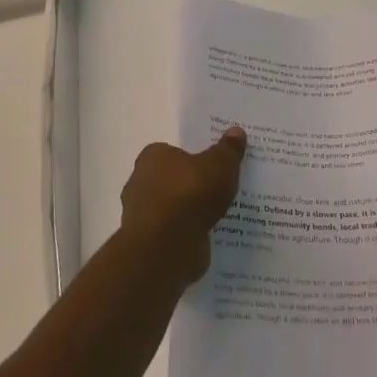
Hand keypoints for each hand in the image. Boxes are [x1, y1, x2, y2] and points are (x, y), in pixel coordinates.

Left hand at [118, 127, 246, 282]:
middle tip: (217, 189)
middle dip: (190, 185)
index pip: (171, 152)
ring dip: (188, 212)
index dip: (192, 158)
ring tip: (217, 215)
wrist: (168, 245)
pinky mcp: (149, 242)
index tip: (212, 166)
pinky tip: (207, 235)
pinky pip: (173, 232)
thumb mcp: (220, 165)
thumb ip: (228, 149)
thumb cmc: (190, 193)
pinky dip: (186, 233)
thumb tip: (236, 131)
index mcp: (152, 157)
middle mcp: (140, 182)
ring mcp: (142, 215)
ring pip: (171, 207)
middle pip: (170, 180)